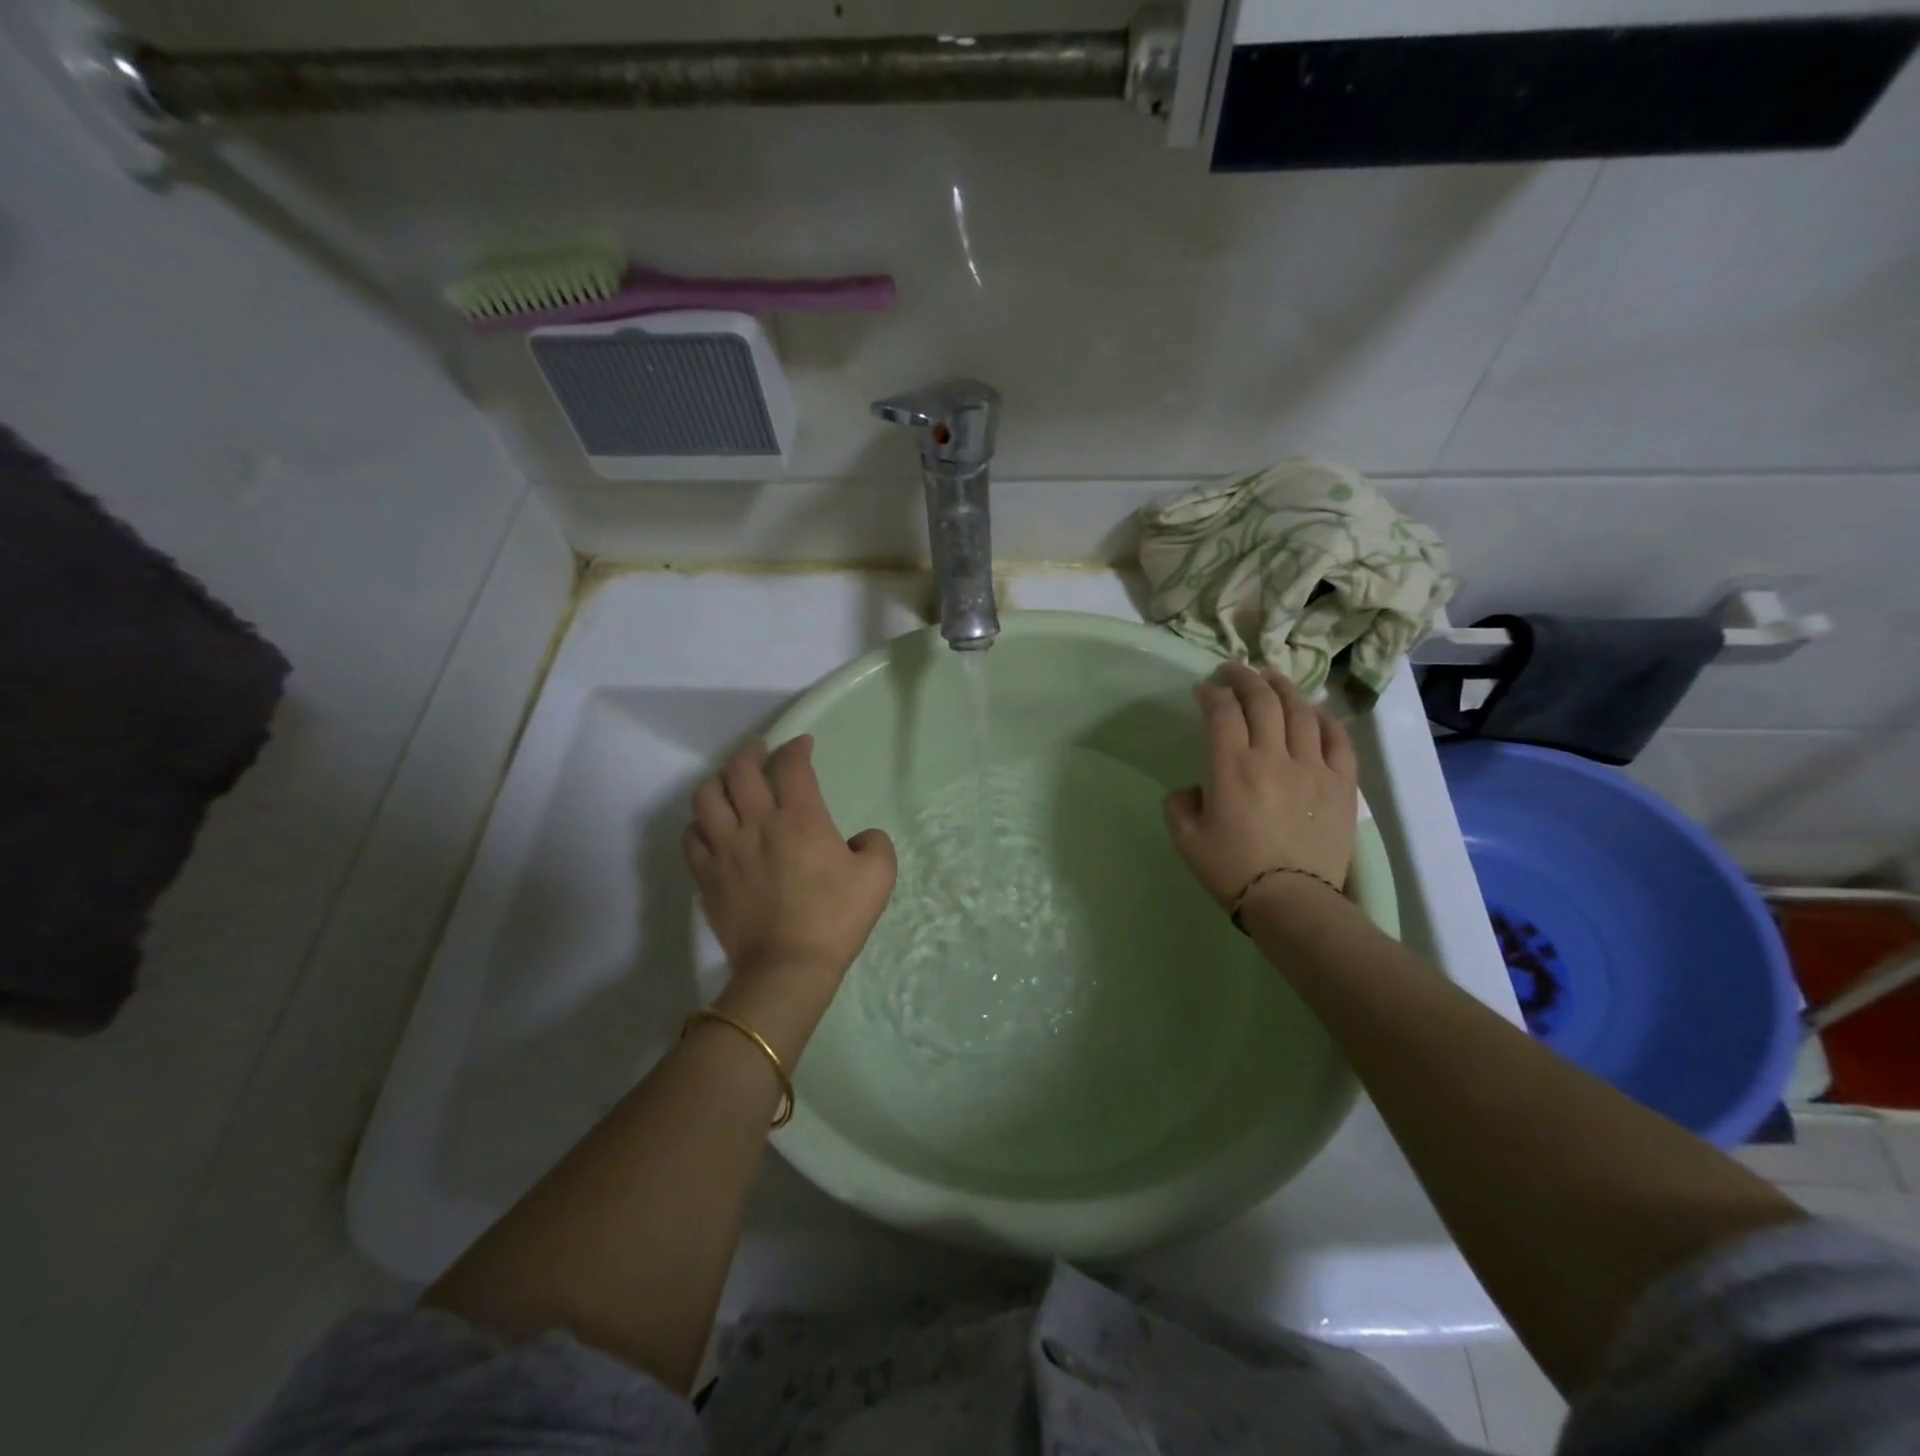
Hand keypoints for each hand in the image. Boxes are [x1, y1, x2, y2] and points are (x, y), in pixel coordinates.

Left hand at [685, 736, 896, 999]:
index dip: (797, 748)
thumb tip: (861, 838)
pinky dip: (699, 822)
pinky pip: (691, 836)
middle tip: (760, 751)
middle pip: (740, 770)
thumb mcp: (878, 877)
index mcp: (800, 819)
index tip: (803, 745)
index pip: (792, 767)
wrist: (788, 968)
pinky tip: (710, 825)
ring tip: (728, 782)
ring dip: (718, 780)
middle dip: (751, 752)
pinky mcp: (706, 876)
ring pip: (706, 797)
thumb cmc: (836, 919)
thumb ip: (876, 844)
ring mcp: (726, 849)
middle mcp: (757, 824)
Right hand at [1162, 662, 1358, 912]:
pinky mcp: (1341, 783)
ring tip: (1272, 678)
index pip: (1222, 711)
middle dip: (1244, 677)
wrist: (1292, 902)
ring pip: (1301, 711)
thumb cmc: (1231, 870)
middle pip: (1262, 700)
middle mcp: (1272, 756)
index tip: (1203, 690)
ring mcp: (1312, 767)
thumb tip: (1192, 789)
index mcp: (1231, 767)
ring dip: (1283, 688)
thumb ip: (1179, 804)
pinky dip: (1325, 719)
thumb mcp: (1186, 839)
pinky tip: (1315, 712)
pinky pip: (1338, 739)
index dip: (1211, 693)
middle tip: (1233, 670)